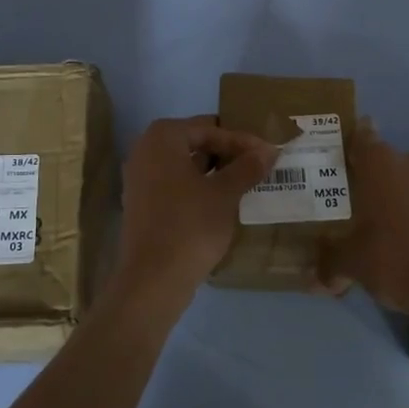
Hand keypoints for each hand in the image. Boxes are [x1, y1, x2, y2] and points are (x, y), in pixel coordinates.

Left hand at [111, 116, 279, 308]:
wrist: (153, 279)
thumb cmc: (190, 225)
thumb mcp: (225, 194)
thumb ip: (247, 167)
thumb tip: (268, 150)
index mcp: (163, 138)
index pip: (209, 128)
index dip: (241, 140)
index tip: (268, 153)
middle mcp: (145, 151)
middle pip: (195, 143)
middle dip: (227, 154)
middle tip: (259, 166)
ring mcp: (139, 179)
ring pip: (185, 166)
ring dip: (215, 172)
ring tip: (247, 183)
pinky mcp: (142, 205)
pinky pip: (176, 185)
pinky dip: (199, 189)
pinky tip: (224, 203)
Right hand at [318, 123, 408, 334]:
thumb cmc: (392, 256)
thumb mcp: (351, 262)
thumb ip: (329, 262)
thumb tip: (311, 279)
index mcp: (379, 162)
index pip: (360, 134)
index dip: (347, 140)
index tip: (332, 152)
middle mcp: (407, 164)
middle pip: (380, 159)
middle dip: (364, 173)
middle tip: (340, 190)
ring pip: (401, 180)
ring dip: (386, 193)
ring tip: (363, 216)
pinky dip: (405, 213)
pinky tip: (390, 236)